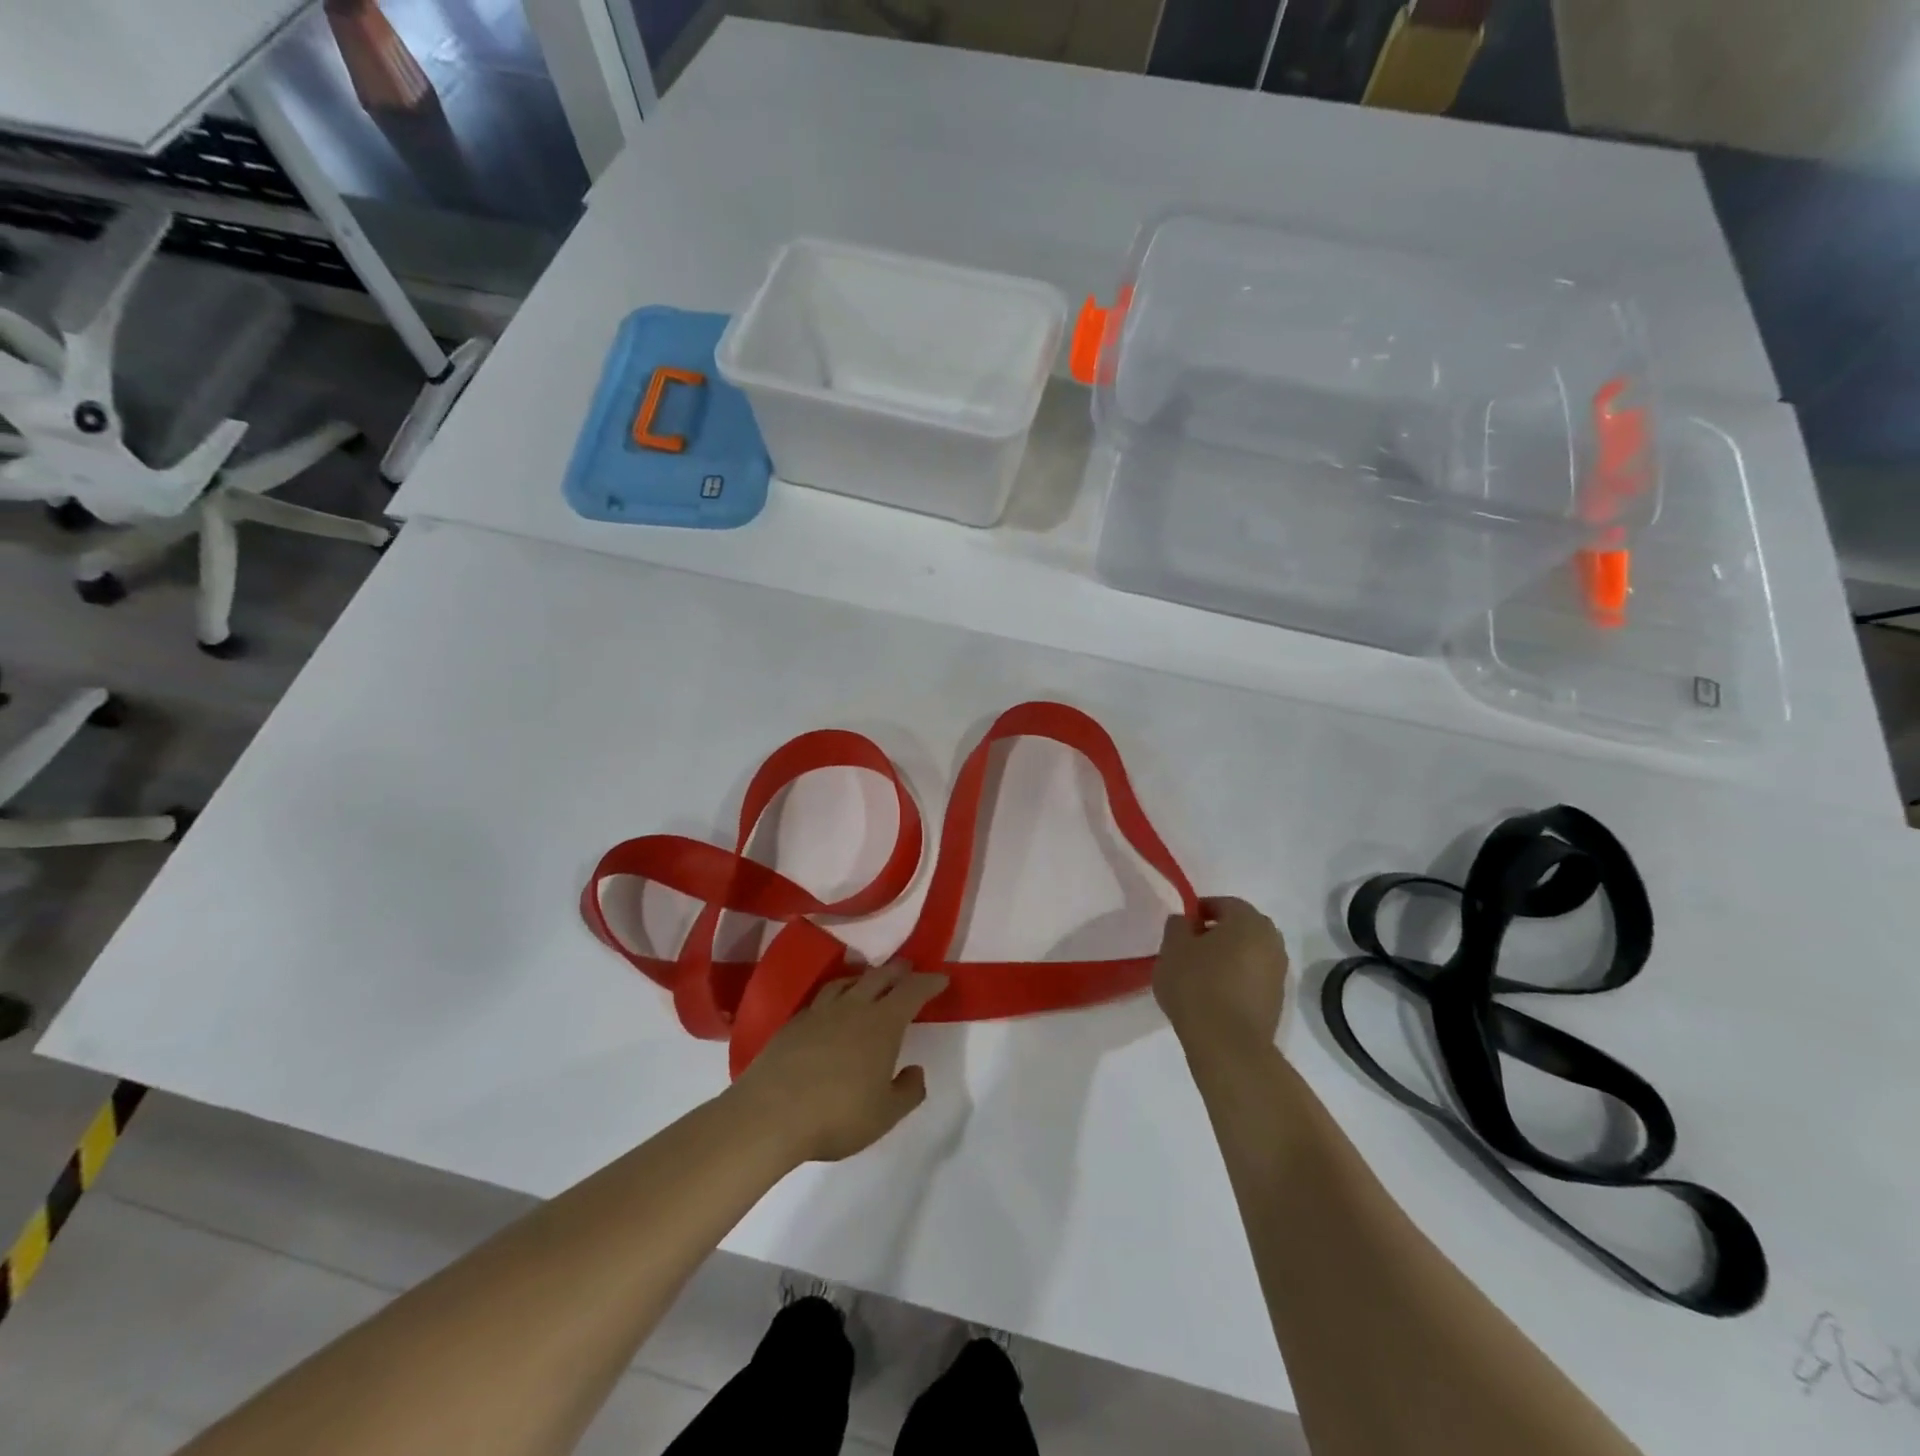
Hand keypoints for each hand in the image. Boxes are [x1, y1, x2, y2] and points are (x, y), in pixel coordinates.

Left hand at [728, 960, 948, 1163]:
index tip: (941, 978)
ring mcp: (819, 1012)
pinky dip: (835, 995)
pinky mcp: (792, 1024)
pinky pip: (821, 999)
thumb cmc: (837, 1115)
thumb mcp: (885, 1114)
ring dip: (863, 977)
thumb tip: (915, 1071)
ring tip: (868, 980)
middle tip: (907, 968)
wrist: (770, 1114)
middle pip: (878, 978)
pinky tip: (831, 1009)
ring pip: (846, 983)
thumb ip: (907, 1092)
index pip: (912, 992)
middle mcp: (853, 1008)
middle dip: (897, 971)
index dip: (929, 983)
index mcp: (882, 1024)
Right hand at [1153, 897, 1287, 1057]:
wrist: (1228, 1044)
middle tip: (1189, 948)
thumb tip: (1186, 921)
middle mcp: (1272, 941)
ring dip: (1227, 957)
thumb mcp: (1173, 947)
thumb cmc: (1197, 985)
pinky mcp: (1277, 1000)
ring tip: (1199, 974)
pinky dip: (1236, 978)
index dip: (1199, 911)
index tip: (1181, 928)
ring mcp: (1279, 972)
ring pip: (1248, 953)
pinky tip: (1214, 994)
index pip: (1223, 904)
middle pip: (1240, 928)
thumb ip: (1178, 925)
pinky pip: (1252, 977)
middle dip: (1216, 933)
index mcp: (1249, 921)